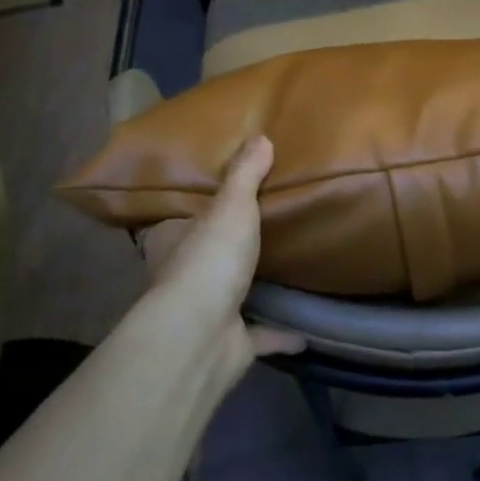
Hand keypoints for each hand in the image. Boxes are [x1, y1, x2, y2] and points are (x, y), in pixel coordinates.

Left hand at [140, 136, 303, 382]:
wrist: (202, 336)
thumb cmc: (209, 260)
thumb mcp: (230, 205)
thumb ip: (245, 174)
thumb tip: (260, 136)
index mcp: (171, 242)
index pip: (176, 221)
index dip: (194, 210)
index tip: (223, 198)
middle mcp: (182, 278)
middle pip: (205, 257)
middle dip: (227, 248)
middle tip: (263, 226)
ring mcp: (206, 314)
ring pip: (232, 296)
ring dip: (253, 289)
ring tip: (287, 268)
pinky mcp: (231, 344)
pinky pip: (262, 335)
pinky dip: (282, 334)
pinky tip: (307, 328)